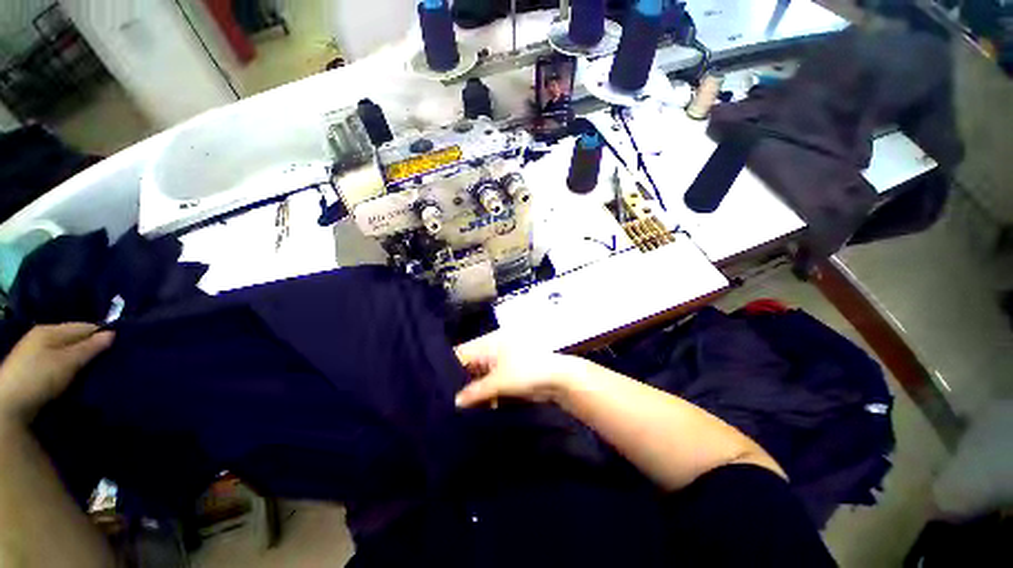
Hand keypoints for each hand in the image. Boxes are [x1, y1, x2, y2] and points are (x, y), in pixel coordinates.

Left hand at [0, 324, 113, 424]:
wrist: (8, 403)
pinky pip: (59, 361)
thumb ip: (90, 347)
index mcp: (51, 329)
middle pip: (74, 338)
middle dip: (90, 347)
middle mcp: (43, 336)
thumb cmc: (40, 377)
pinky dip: (70, 366)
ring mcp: (36, 352)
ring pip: (66, 350)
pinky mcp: (34, 367)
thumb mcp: (67, 362)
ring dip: (80, 358)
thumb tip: (113, 333)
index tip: (120, 345)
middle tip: (110, 358)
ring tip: (95, 368)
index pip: (85, 326)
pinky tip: (76, 375)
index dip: (102, 334)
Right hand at [454, 332, 584, 408]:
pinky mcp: (509, 375)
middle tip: (444, 400)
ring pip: (480, 376)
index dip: (449, 367)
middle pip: (470, 366)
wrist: (558, 380)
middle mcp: (493, 350)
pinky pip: (491, 384)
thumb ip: (475, 391)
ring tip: (457, 407)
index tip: (435, 386)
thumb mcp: (499, 382)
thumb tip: (455, 402)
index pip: (462, 353)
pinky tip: (476, 407)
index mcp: (489, 344)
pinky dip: (485, 394)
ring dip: (473, 390)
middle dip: (460, 382)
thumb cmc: (526, 372)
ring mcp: (501, 363)